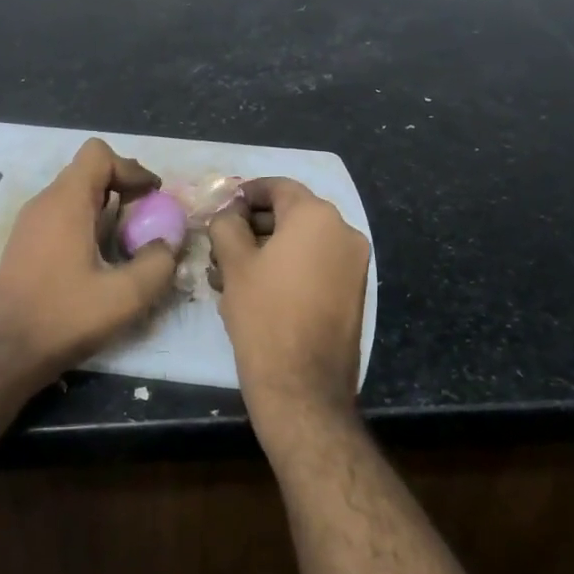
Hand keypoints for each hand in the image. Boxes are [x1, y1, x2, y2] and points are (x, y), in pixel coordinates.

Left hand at [0, 139, 178, 382]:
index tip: (153, 197)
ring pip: (73, 196)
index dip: (131, 169)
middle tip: (146, 220)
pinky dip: (86, 225)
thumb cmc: (62, 317)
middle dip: (123, 188)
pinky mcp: (23, 246)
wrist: (0, 354)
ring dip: (105, 209)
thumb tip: (168, 244)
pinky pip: (60, 217)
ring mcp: (28, 224)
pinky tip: (98, 262)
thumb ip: (158, 263)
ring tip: (127, 243)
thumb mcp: (125, 296)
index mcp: (66, 202)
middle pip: (87, 172)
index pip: (98, 154)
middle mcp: (43, 203)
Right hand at [208, 178, 369, 438]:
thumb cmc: (264, 314)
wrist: (303, 386)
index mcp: (316, 216)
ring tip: (228, 273)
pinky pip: (316, 265)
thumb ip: (227, 224)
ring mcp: (353, 264)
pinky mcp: (353, 292)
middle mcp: (344, 232)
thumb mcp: (234, 262)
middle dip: (253, 226)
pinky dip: (288, 268)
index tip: (222, 207)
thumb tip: (229, 213)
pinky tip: (255, 289)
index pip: (278, 187)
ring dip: (267, 249)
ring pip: (302, 243)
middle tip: (220, 244)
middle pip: (292, 214)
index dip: (246, 193)